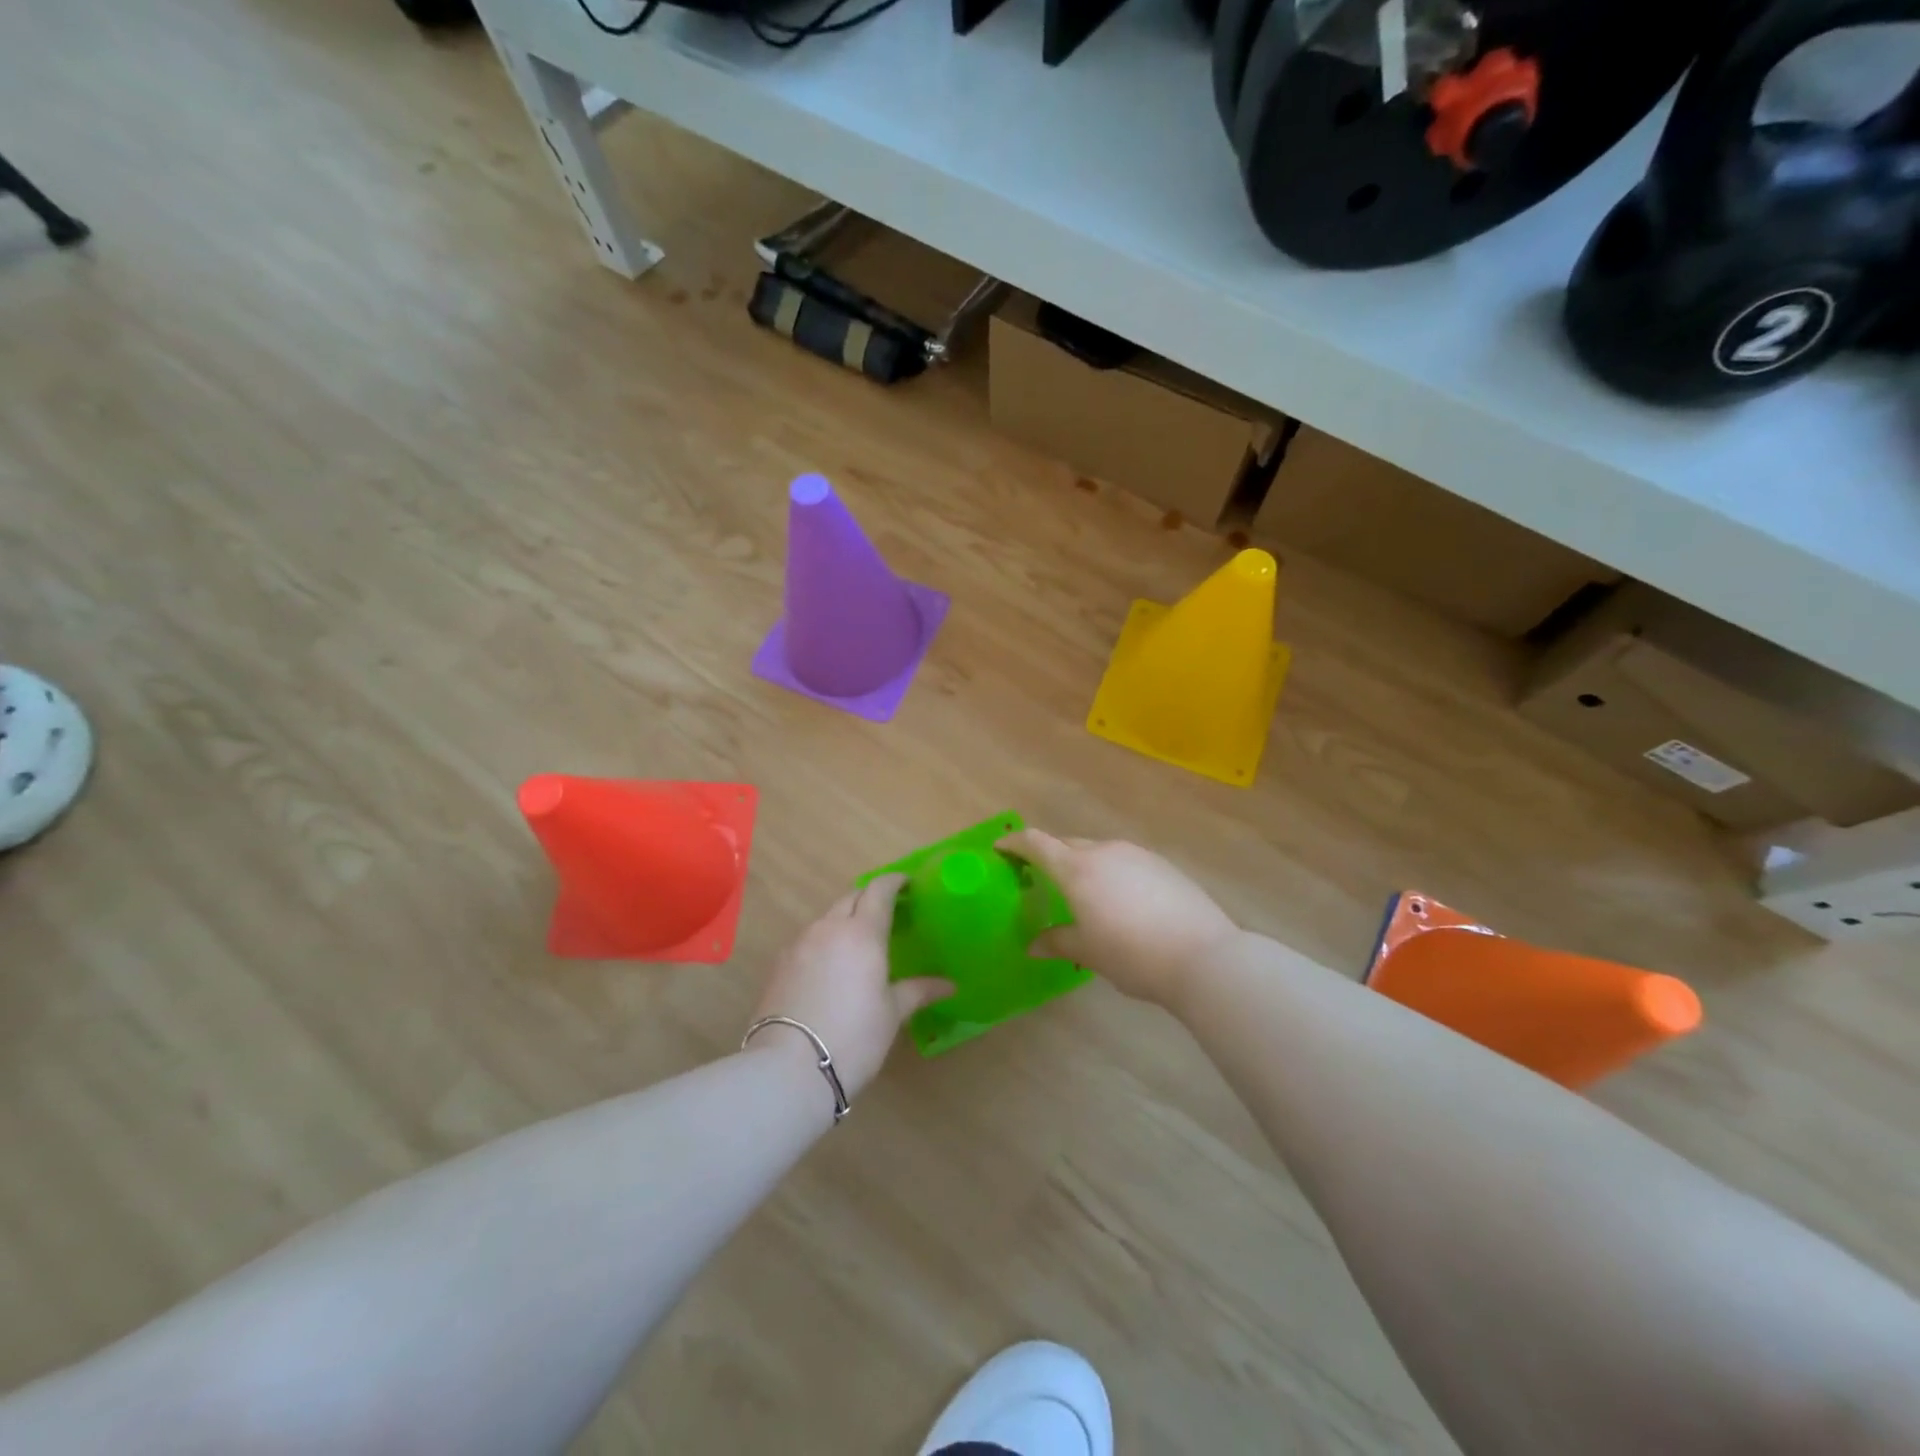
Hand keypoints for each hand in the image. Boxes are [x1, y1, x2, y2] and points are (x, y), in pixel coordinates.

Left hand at [749, 875, 953, 1098]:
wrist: (788, 1068)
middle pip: (851, 898)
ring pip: (827, 918)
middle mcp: (829, 928)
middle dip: (869, 898)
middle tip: (888, 912)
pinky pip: (809, 939)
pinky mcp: (780, 964)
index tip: (907, 883)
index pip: (878, 890)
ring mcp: (800, 944)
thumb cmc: (853, 1037)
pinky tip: (832, 965)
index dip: (893, 881)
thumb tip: (949, 985)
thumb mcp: (892, 1014)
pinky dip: (825, 940)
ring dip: (845, 919)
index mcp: (862, 933)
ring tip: (860, 941)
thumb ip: (918, 991)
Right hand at [996, 829, 1241, 1010]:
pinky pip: (1124, 861)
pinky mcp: (1162, 864)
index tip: (1000, 849)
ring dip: (1082, 865)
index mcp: (1077, 869)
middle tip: (1039, 877)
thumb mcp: (1088, 952)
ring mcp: (1137, 854)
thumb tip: (1033, 945)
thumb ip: (1057, 942)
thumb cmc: (1133, 955)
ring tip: (1082, 893)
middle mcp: (1105, 851)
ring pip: (1098, 851)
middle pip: (1067, 845)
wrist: (1204, 957)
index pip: (1036, 843)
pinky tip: (1120, 901)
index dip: (1015, 843)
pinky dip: (1111, 872)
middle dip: (1049, 856)